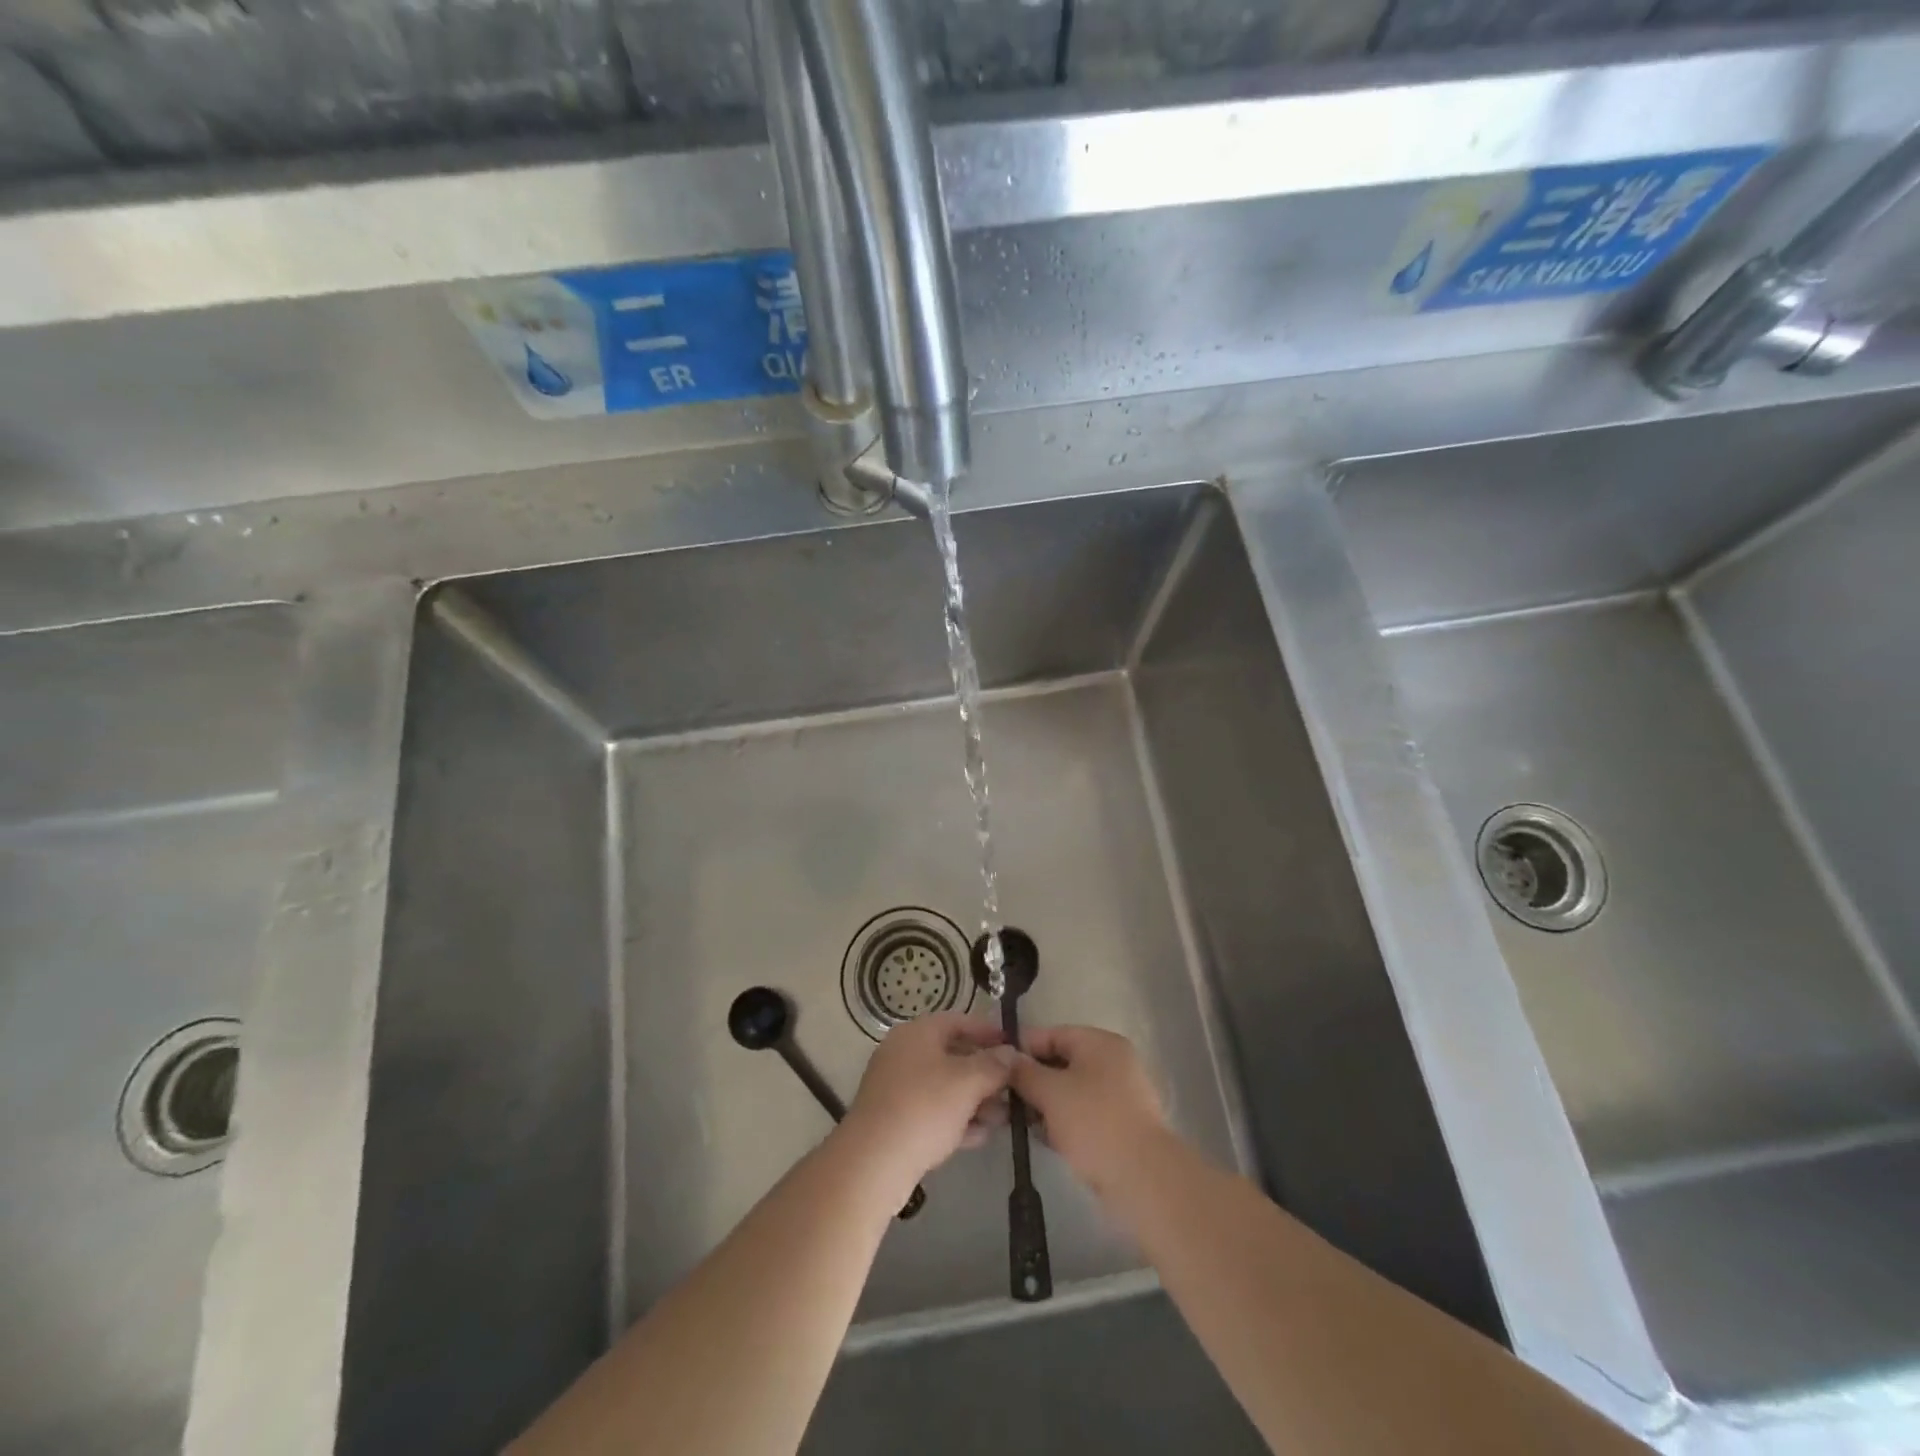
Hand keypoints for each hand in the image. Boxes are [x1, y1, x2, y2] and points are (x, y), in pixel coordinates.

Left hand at [841, 1013, 1014, 1200]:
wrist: (874, 1162)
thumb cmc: (924, 1108)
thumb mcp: (967, 1082)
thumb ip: (993, 1065)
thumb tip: (1011, 1053)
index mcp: (917, 1033)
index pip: (959, 1021)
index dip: (988, 1031)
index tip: (1014, 1046)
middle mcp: (905, 1054)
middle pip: (953, 1054)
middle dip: (986, 1072)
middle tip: (1014, 1086)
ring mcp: (898, 1088)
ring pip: (945, 1086)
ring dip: (975, 1099)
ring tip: (1004, 1116)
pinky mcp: (896, 1120)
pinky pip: (934, 1112)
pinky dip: (957, 1119)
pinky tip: (982, 1135)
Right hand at [1009, 1025, 1166, 1195]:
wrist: (1143, 1178)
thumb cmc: (1094, 1123)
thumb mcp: (1051, 1092)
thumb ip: (1025, 1072)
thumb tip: (1008, 1058)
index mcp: (1100, 1043)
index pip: (1053, 1034)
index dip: (1023, 1048)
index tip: (998, 1068)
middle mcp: (1113, 1062)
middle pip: (1062, 1062)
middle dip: (1033, 1080)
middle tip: (1006, 1098)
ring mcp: (1120, 1094)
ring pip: (1072, 1090)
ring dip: (1046, 1103)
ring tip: (1021, 1121)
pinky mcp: (1121, 1125)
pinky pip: (1084, 1114)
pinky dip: (1064, 1121)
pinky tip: (1045, 1138)